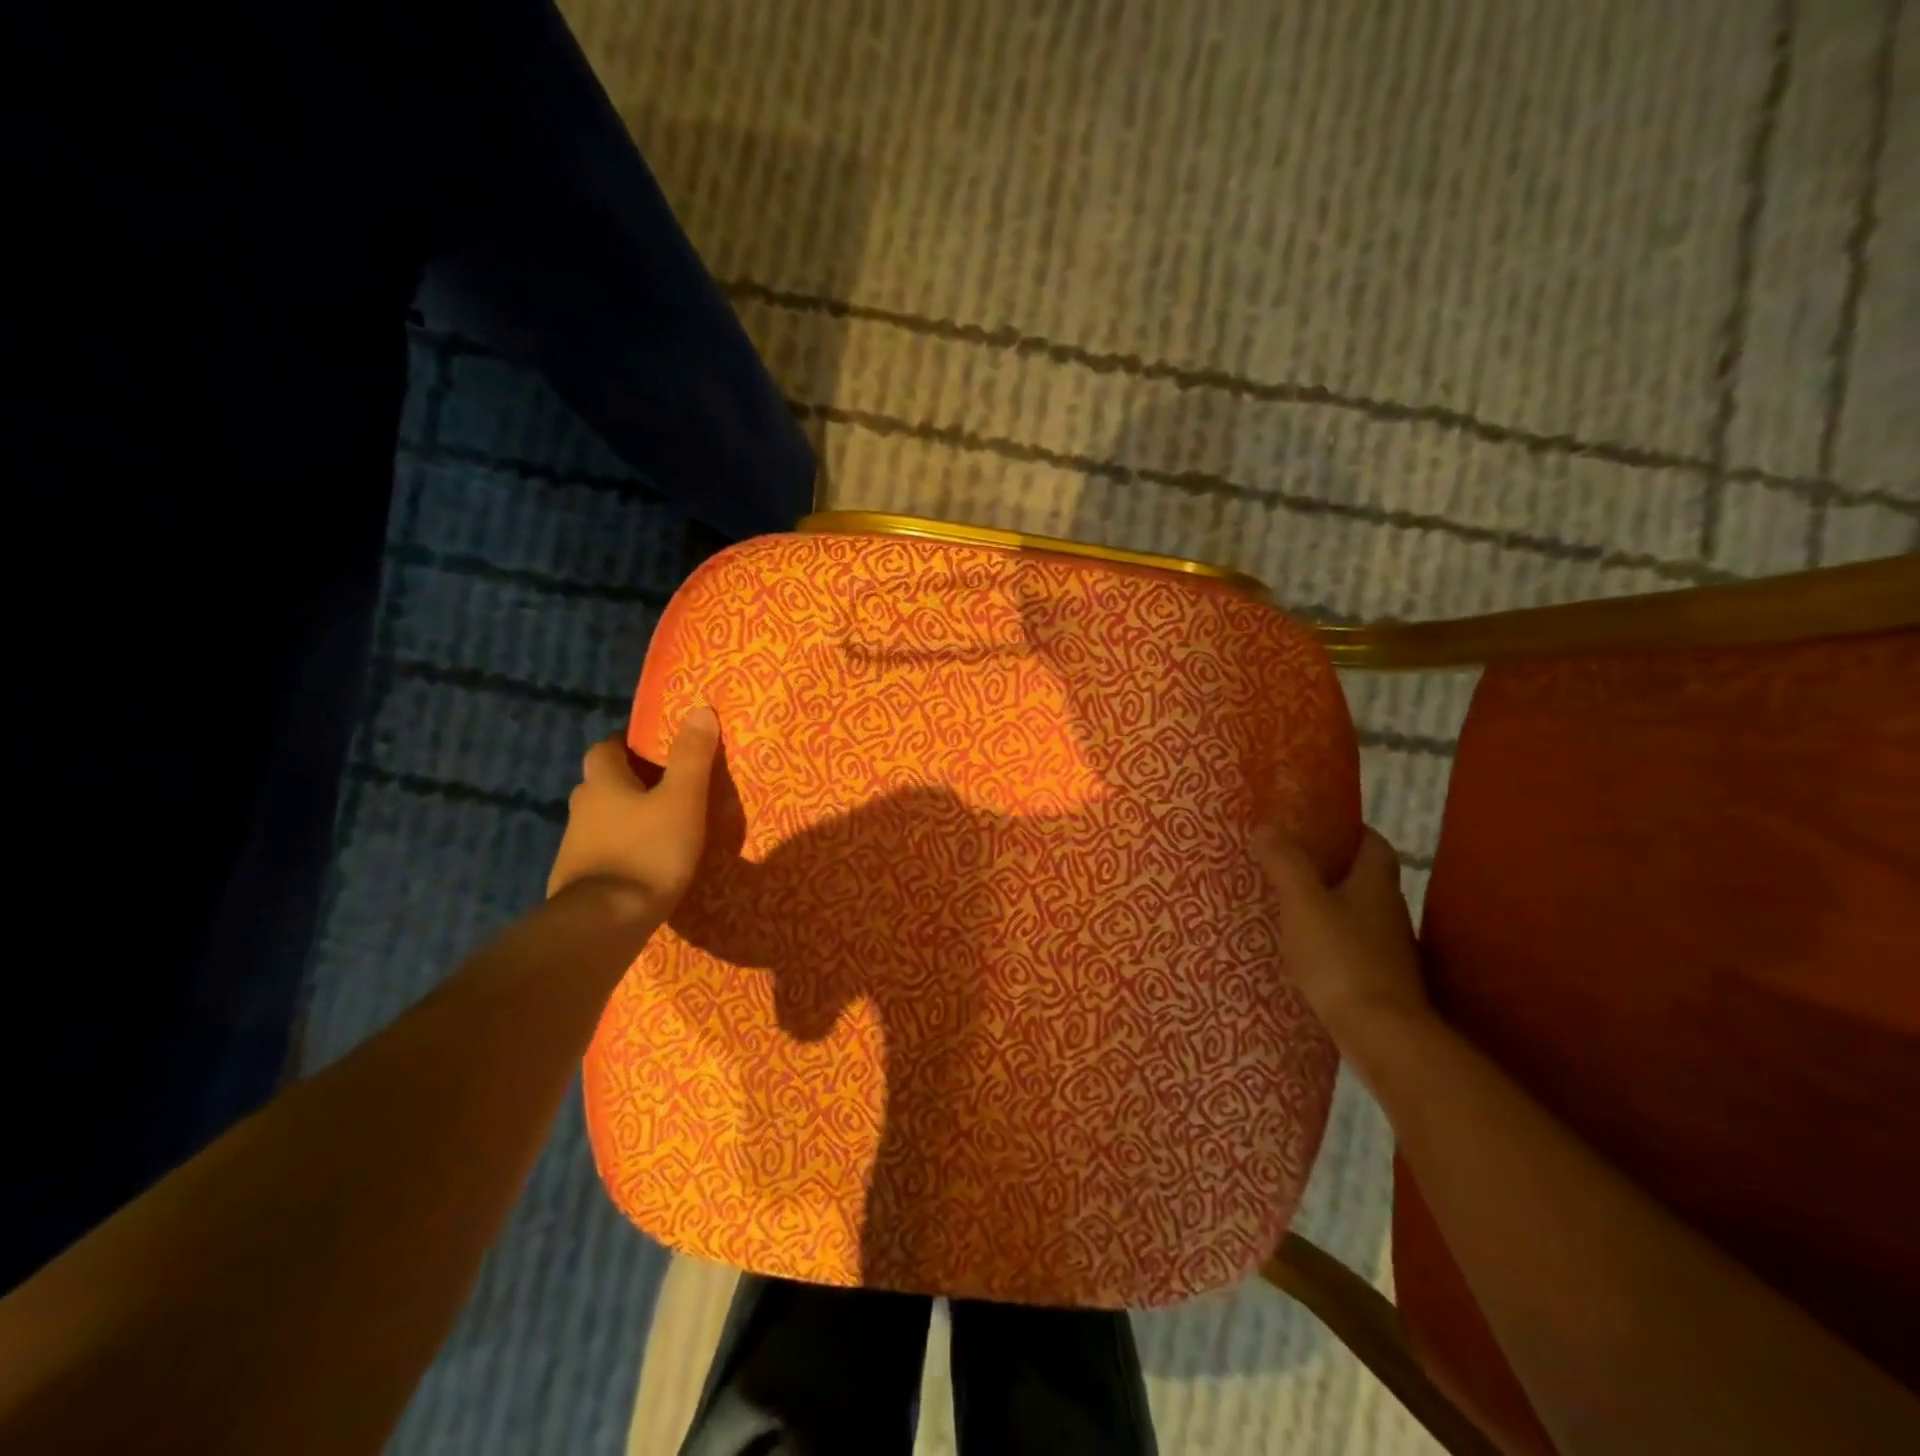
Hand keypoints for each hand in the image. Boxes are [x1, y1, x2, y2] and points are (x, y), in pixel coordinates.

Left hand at [546, 707, 720, 917]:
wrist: (604, 922)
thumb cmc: (648, 851)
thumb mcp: (683, 800)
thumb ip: (692, 756)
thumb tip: (699, 708)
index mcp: (603, 783)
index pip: (606, 748)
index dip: (628, 744)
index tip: (655, 748)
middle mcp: (582, 808)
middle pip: (601, 783)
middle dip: (628, 781)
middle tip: (666, 787)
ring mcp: (575, 847)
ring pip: (601, 820)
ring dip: (624, 818)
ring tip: (661, 827)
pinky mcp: (577, 881)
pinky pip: (601, 853)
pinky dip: (620, 851)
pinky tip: (645, 865)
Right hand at [1251, 824, 1431, 1044]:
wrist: (1381, 1034)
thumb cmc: (1341, 958)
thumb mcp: (1303, 903)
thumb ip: (1285, 863)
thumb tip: (1266, 826)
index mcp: (1375, 885)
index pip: (1374, 844)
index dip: (1351, 830)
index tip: (1318, 825)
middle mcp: (1389, 912)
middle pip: (1364, 878)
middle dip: (1332, 867)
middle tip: (1290, 861)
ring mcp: (1387, 949)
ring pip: (1356, 913)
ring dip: (1328, 904)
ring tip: (1288, 902)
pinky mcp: (1378, 980)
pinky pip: (1350, 945)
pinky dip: (1329, 939)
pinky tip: (1302, 948)